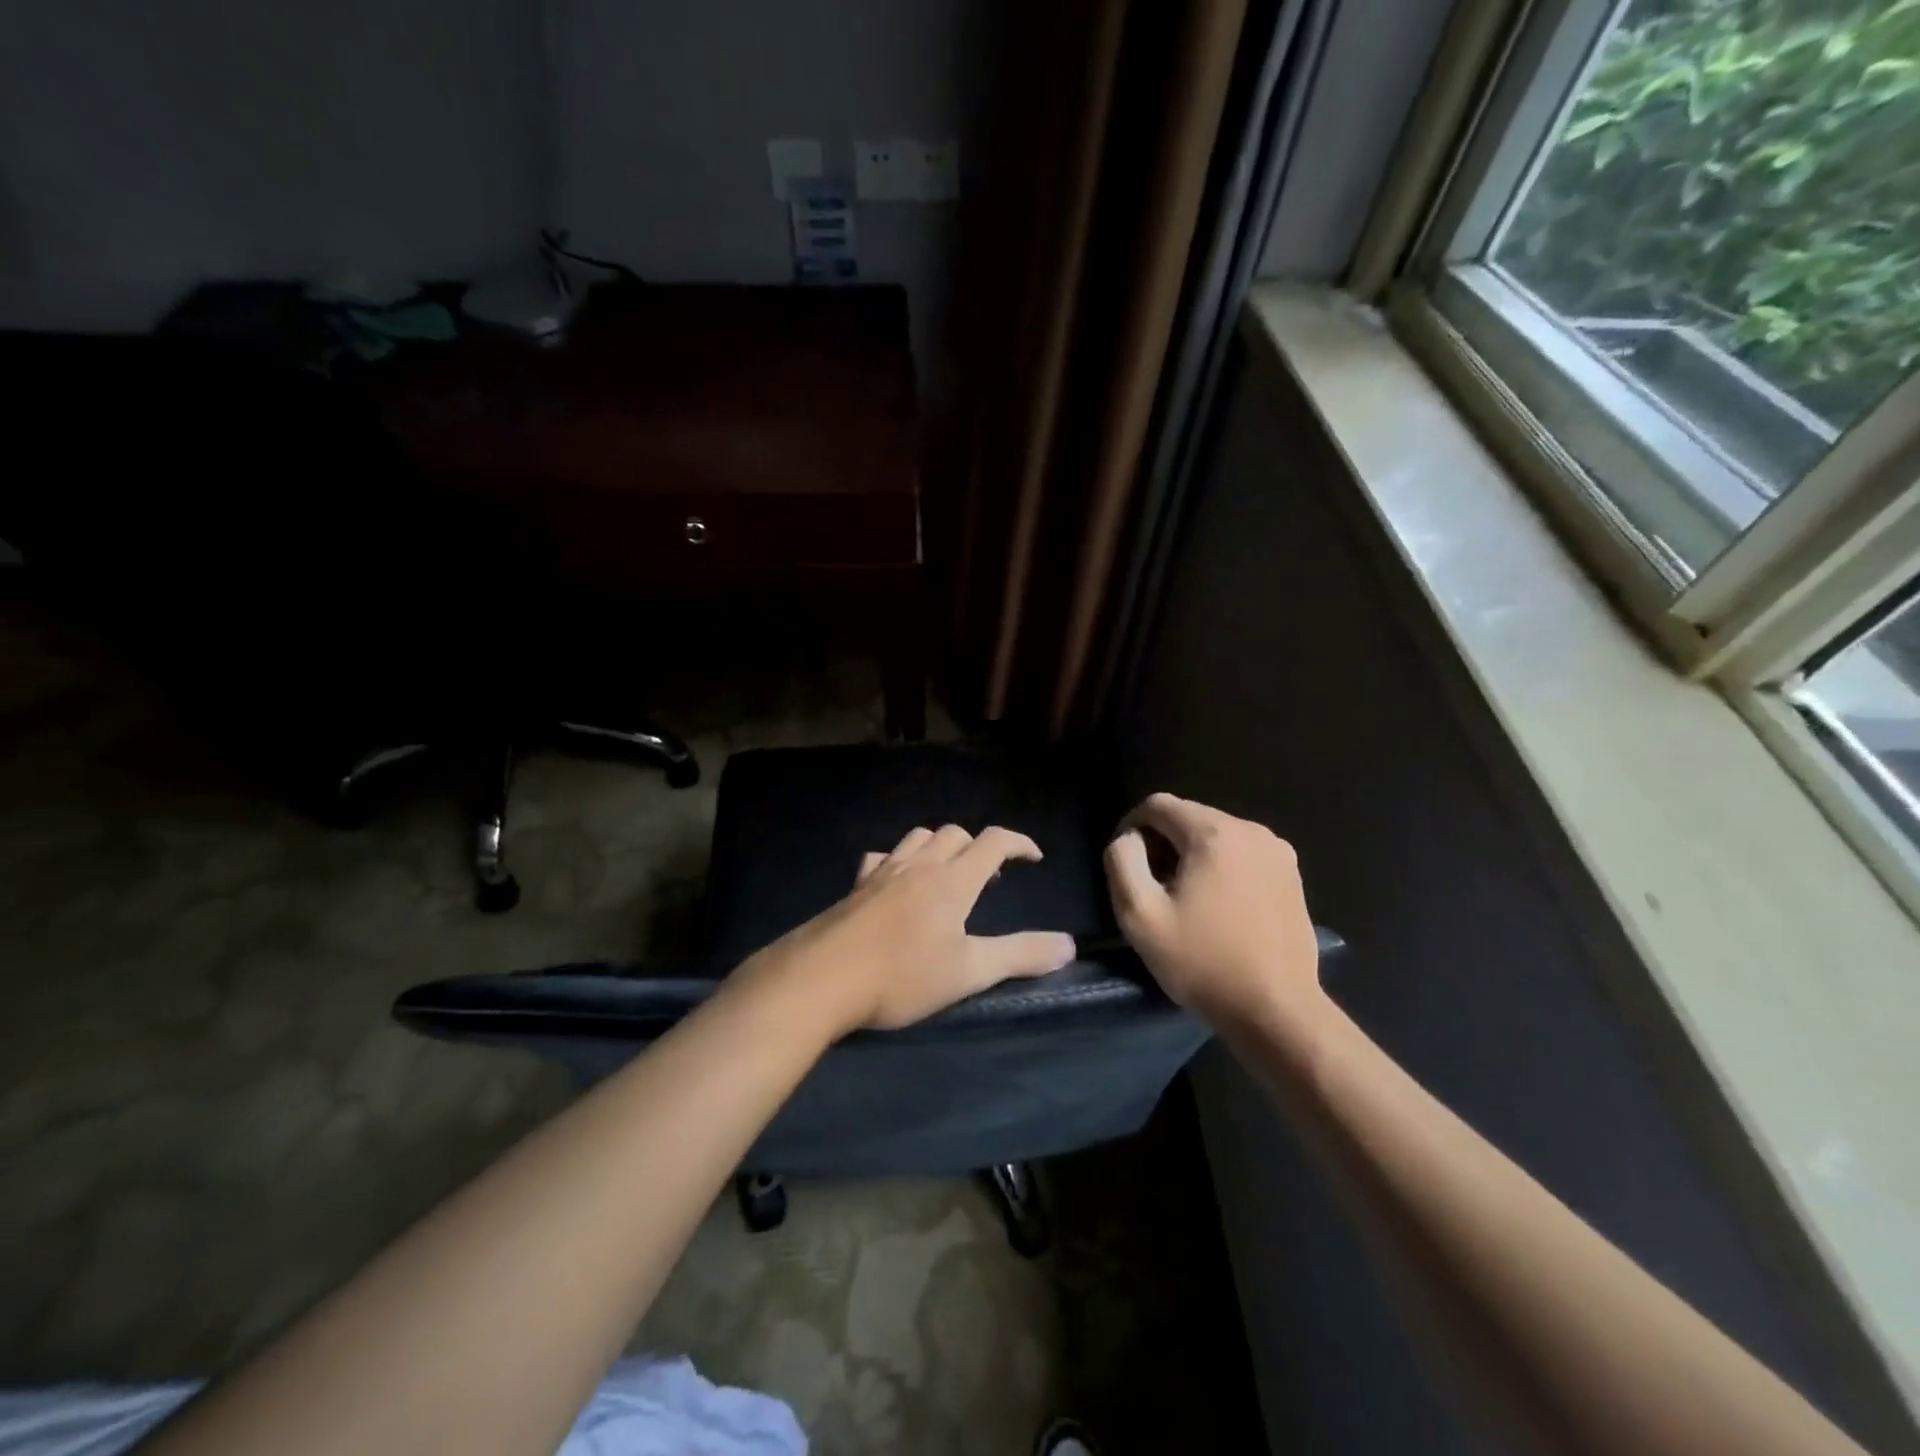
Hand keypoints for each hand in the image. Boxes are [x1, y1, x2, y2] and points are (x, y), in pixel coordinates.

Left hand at [762, 824, 1077, 1032]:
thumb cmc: (901, 976)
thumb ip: (1020, 956)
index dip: (1018, 843)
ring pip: (917, 838)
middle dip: (978, 846)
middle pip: (955, 834)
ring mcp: (883, 872)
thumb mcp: (968, 972)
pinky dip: (898, 859)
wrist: (822, 978)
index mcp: (951, 880)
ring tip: (946, 874)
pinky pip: (881, 857)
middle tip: (988, 876)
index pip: (993, 841)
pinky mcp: (856, 886)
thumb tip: (1068, 945)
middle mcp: (919, 865)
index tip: (1034, 858)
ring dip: (939, 846)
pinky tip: (895, 882)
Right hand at [1104, 793, 1322, 1031]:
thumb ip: (1122, 861)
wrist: (1276, 1010)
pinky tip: (1219, 906)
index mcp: (1213, 833)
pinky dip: (1222, 866)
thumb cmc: (1202, 962)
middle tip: (1152, 886)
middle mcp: (1250, 829)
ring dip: (1192, 854)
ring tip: (1184, 898)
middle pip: (1189, 816)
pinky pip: (1242, 853)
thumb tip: (1129, 838)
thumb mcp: (1139, 914)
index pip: (1158, 805)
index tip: (1125, 863)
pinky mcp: (1292, 874)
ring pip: (1216, 834)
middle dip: (1163, 842)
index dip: (1132, 826)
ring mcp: (1277, 851)